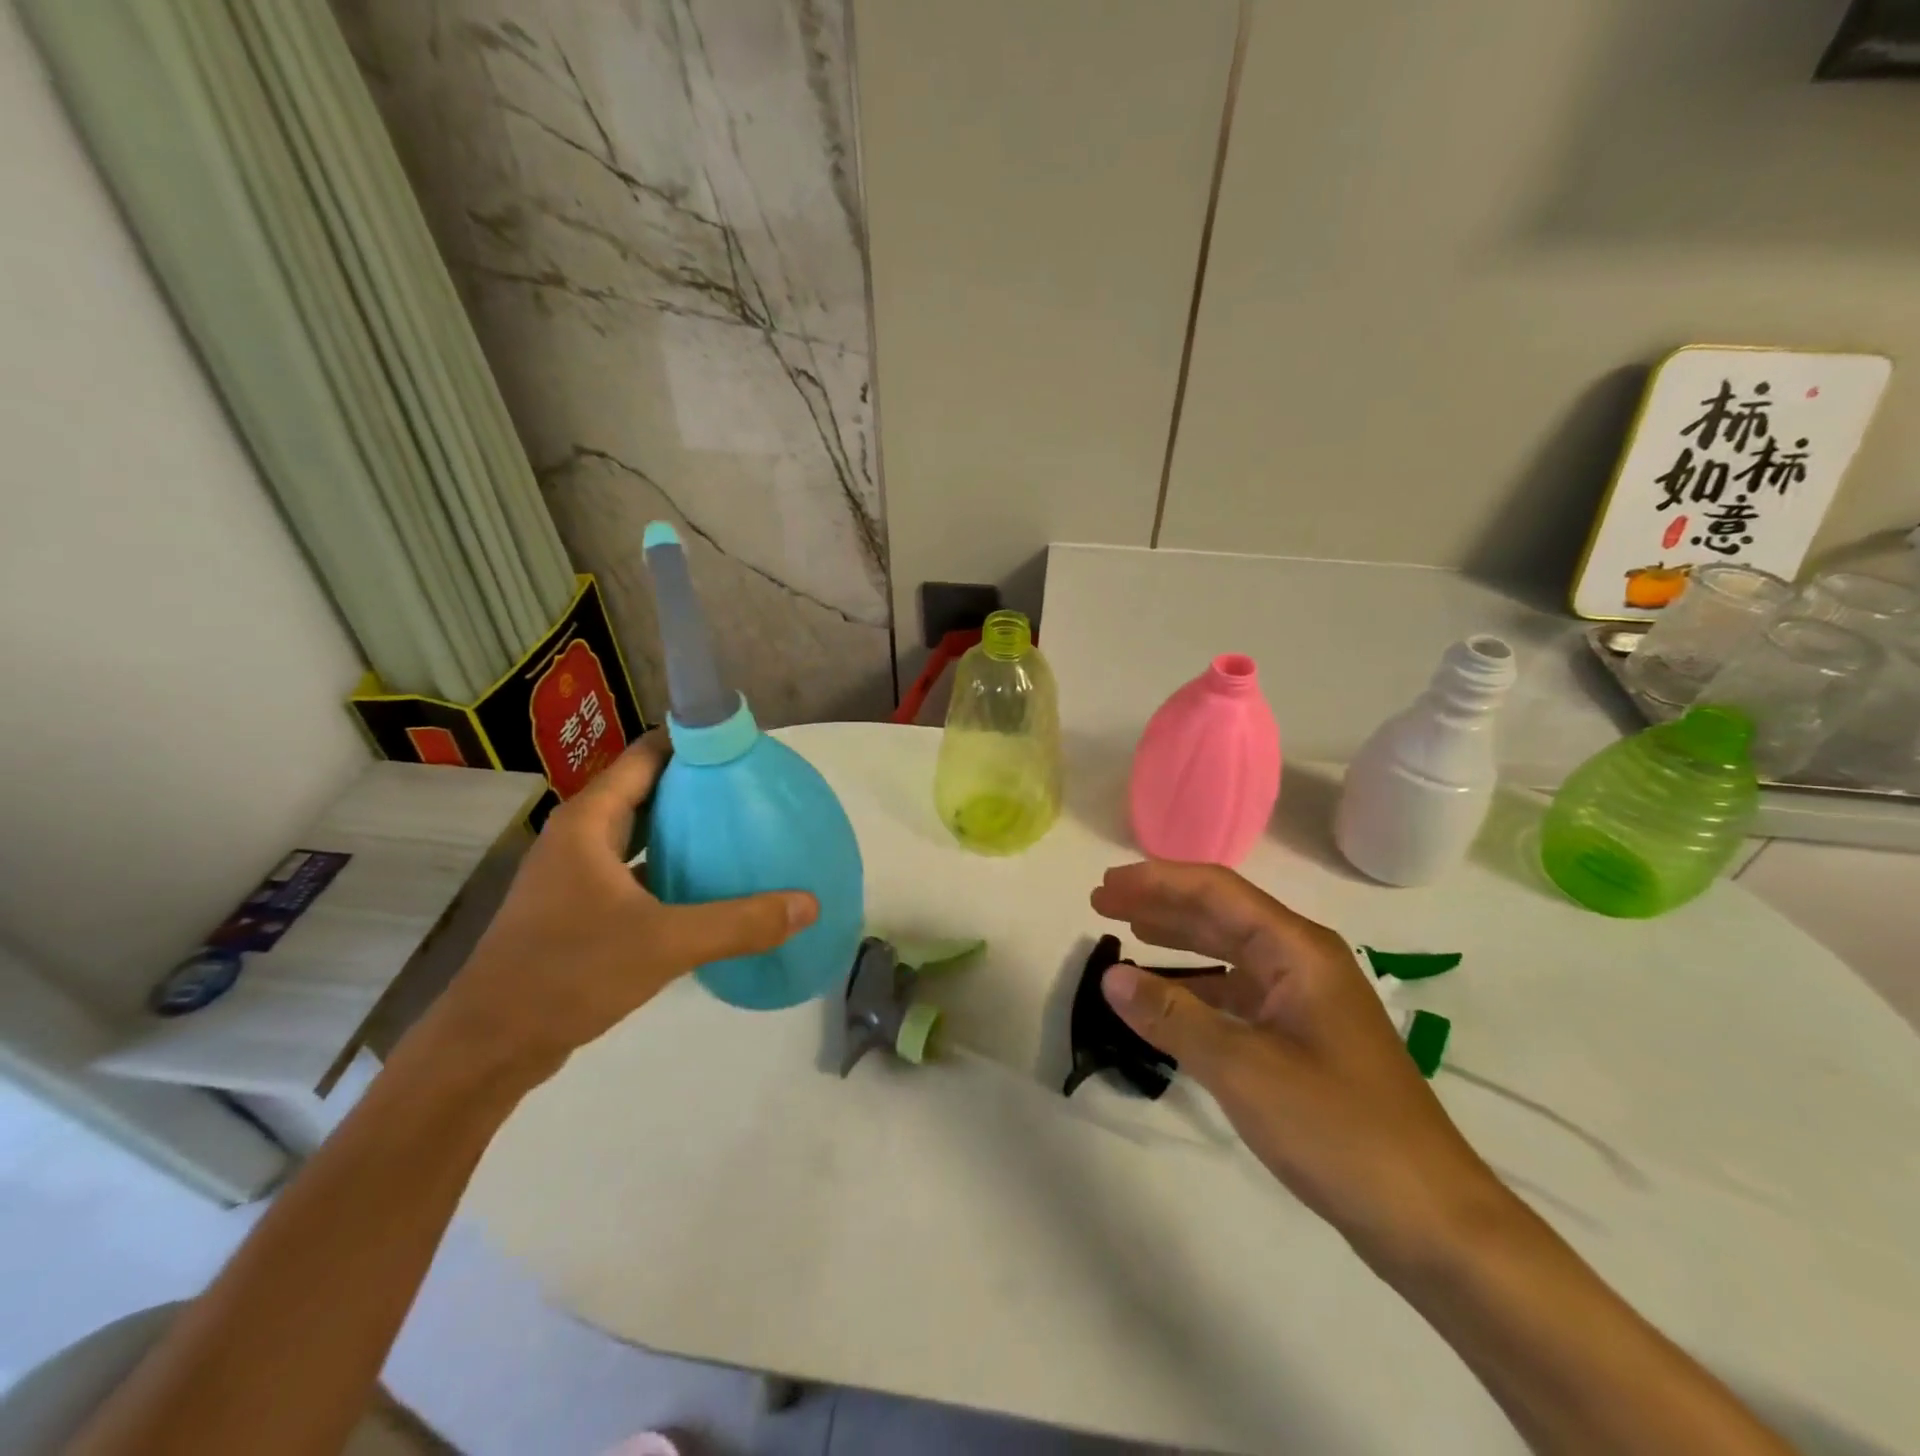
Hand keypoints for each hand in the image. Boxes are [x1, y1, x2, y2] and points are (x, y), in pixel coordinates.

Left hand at [434, 731, 817, 1080]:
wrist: (489, 1046)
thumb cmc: (568, 974)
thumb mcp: (664, 944)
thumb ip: (740, 923)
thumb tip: (810, 904)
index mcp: (591, 820)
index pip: (648, 755)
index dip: (695, 743)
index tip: (746, 748)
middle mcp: (581, 835)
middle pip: (649, 790)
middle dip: (700, 786)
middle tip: (757, 790)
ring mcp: (577, 873)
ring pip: (642, 832)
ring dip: (686, 829)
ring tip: (743, 829)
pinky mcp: (580, 907)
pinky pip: (637, 870)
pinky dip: (672, 867)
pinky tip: (710, 885)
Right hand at [1091, 861, 1509, 1270]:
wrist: (1432, 1220)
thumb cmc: (1340, 1130)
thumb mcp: (1244, 1069)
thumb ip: (1173, 1016)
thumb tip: (1110, 975)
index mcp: (1297, 950)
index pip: (1216, 891)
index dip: (1156, 882)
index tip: (1105, 887)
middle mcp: (1302, 962)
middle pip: (1220, 914)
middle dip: (1160, 903)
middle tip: (1103, 902)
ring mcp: (1304, 1001)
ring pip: (1228, 952)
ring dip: (1177, 939)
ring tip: (1127, 931)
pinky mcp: (1302, 1039)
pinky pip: (1237, 993)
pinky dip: (1197, 985)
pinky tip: (1169, 994)